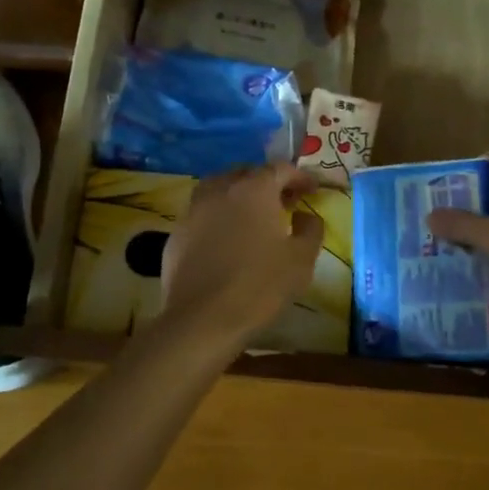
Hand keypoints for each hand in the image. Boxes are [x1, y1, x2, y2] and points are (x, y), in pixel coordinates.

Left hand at [160, 165, 324, 345]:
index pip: (280, 169)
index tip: (312, 189)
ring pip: (218, 189)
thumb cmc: (259, 286)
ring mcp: (193, 211)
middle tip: (284, 201)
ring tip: (252, 216)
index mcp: (253, 190)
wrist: (202, 320)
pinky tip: (225, 239)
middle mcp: (220, 190)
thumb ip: (310, 230)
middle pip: (246, 173)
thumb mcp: (301, 260)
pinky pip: (202, 214)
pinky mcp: (176, 234)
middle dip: (268, 182)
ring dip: (238, 195)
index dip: (299, 176)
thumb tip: (306, 216)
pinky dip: (217, 217)